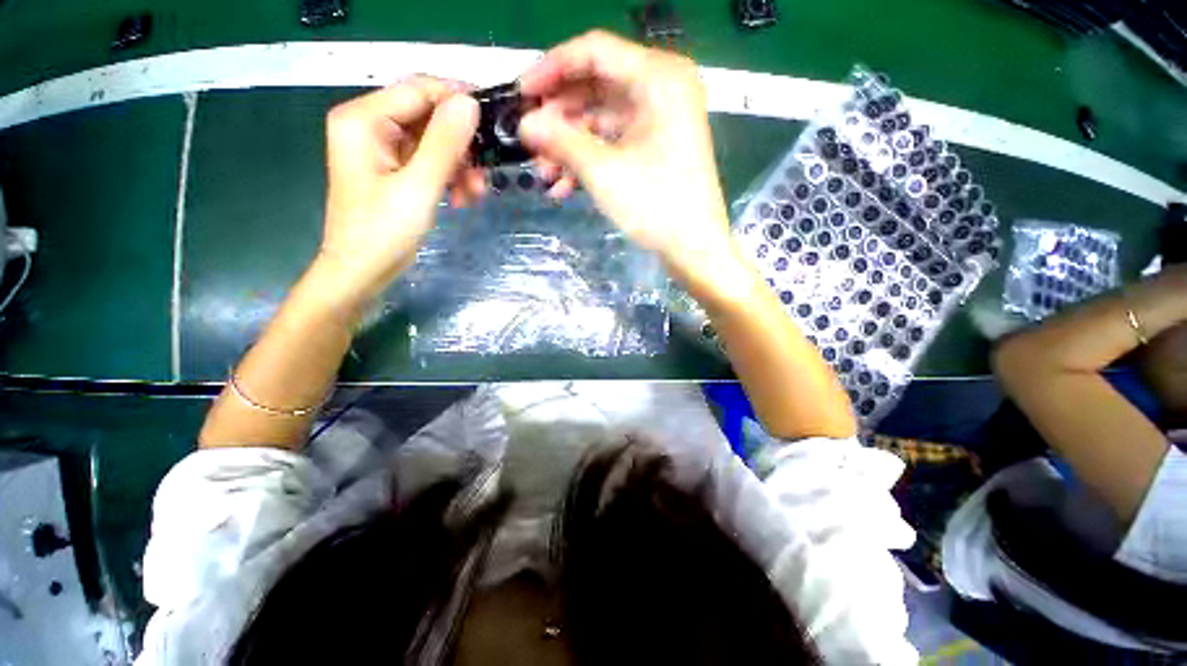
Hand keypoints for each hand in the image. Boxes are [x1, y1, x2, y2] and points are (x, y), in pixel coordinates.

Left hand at [315, 77, 482, 309]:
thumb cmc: (383, 233)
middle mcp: (369, 125)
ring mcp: (381, 149)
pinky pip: (429, 161)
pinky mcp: (393, 170)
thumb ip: (444, 144)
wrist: (361, 273)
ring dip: (459, 165)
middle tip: (486, 172)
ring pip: (433, 141)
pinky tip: (461, 199)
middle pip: (427, 116)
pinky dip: (449, 177)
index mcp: (363, 120)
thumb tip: (469, 103)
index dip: (457, 100)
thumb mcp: (418, 188)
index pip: (418, 90)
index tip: (492, 122)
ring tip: (475, 194)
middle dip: (461, 144)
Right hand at [517, 31, 737, 287]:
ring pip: (602, 120)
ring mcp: (660, 120)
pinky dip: (590, 160)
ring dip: (570, 145)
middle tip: (530, 141)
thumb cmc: (656, 206)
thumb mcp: (603, 172)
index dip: (551, 69)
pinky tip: (564, 186)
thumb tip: (525, 124)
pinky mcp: (656, 147)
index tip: (521, 93)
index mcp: (658, 78)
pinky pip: (615, 142)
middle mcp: (661, 89)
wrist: (694, 249)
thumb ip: (561, 140)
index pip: (594, 52)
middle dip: (559, 117)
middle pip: (596, 87)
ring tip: (544, 173)